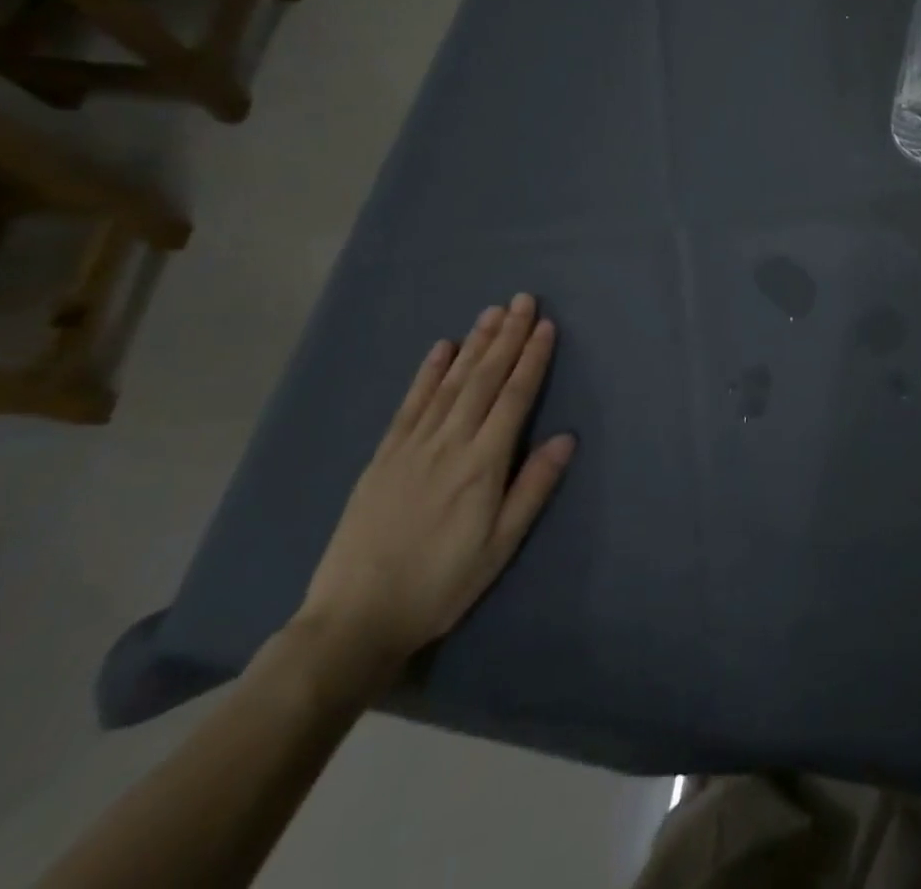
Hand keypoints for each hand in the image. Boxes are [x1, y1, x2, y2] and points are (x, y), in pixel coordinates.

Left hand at [294, 294, 575, 687]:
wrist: (354, 620)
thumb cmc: (441, 585)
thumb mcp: (500, 546)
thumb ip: (533, 488)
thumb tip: (566, 438)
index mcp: (482, 465)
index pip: (514, 397)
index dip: (532, 359)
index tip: (546, 325)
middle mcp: (448, 444)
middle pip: (483, 379)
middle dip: (507, 337)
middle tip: (523, 300)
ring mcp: (411, 446)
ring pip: (450, 383)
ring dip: (474, 344)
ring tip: (492, 312)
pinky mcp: (383, 456)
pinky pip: (410, 404)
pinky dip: (427, 372)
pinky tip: (441, 348)